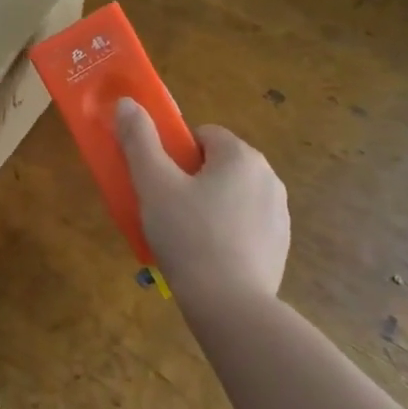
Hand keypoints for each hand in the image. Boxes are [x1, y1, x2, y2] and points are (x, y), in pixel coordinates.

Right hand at [115, 98, 289, 303]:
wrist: (230, 306)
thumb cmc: (188, 236)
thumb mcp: (154, 185)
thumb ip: (139, 140)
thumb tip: (126, 102)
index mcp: (240, 155)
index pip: (203, 135)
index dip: (177, 154)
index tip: (162, 183)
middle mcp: (268, 176)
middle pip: (219, 164)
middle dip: (193, 180)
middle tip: (168, 210)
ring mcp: (279, 212)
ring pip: (233, 194)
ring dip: (211, 205)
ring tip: (186, 238)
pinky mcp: (281, 244)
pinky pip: (246, 224)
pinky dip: (228, 231)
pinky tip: (209, 257)